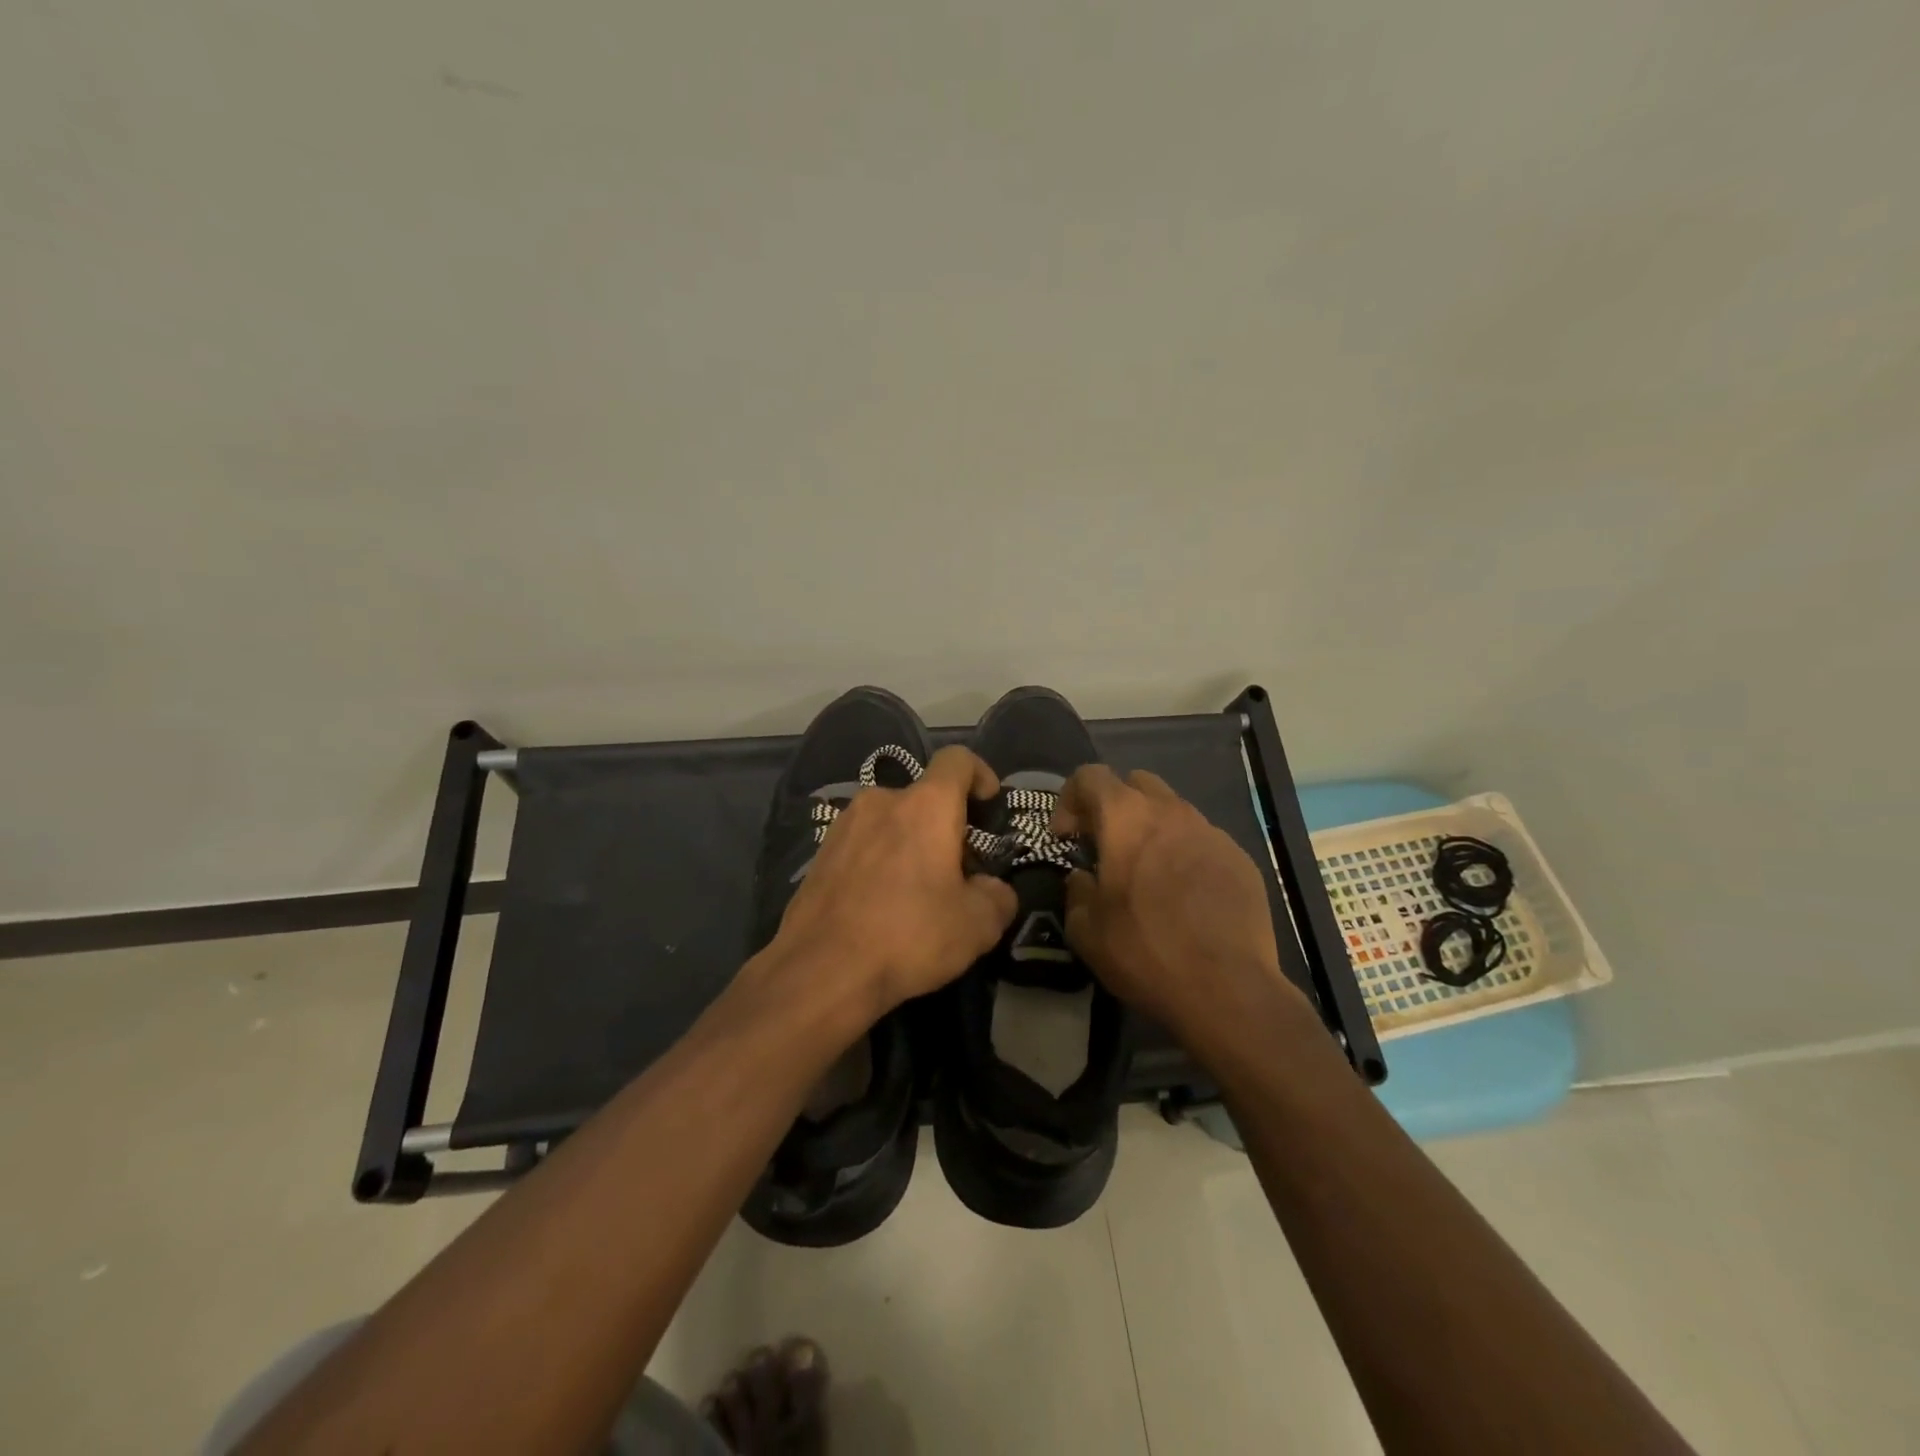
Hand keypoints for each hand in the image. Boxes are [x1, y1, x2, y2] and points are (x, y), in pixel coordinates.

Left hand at [769, 746, 1018, 1019]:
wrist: (820, 970)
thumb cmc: (908, 935)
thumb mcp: (976, 926)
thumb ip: (998, 897)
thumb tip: (992, 889)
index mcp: (926, 805)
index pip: (957, 760)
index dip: (980, 774)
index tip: (989, 805)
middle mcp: (882, 801)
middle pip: (924, 798)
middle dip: (946, 827)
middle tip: (957, 872)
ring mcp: (844, 825)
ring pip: (891, 821)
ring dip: (910, 844)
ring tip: (916, 892)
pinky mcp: (820, 853)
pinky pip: (863, 844)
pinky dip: (880, 861)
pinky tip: (880, 905)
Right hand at [1052, 765, 1304, 1044]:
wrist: (1228, 988)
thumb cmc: (1145, 951)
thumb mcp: (1086, 930)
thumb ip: (1076, 892)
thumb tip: (1083, 878)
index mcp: (1126, 818)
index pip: (1090, 776)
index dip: (1069, 799)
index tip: (1066, 838)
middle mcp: (1171, 812)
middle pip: (1136, 783)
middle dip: (1114, 806)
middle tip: (1105, 847)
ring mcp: (1211, 833)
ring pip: (1173, 811)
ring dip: (1152, 830)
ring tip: (1147, 874)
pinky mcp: (1240, 859)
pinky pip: (1202, 841)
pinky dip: (1184, 855)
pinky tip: (1184, 897)